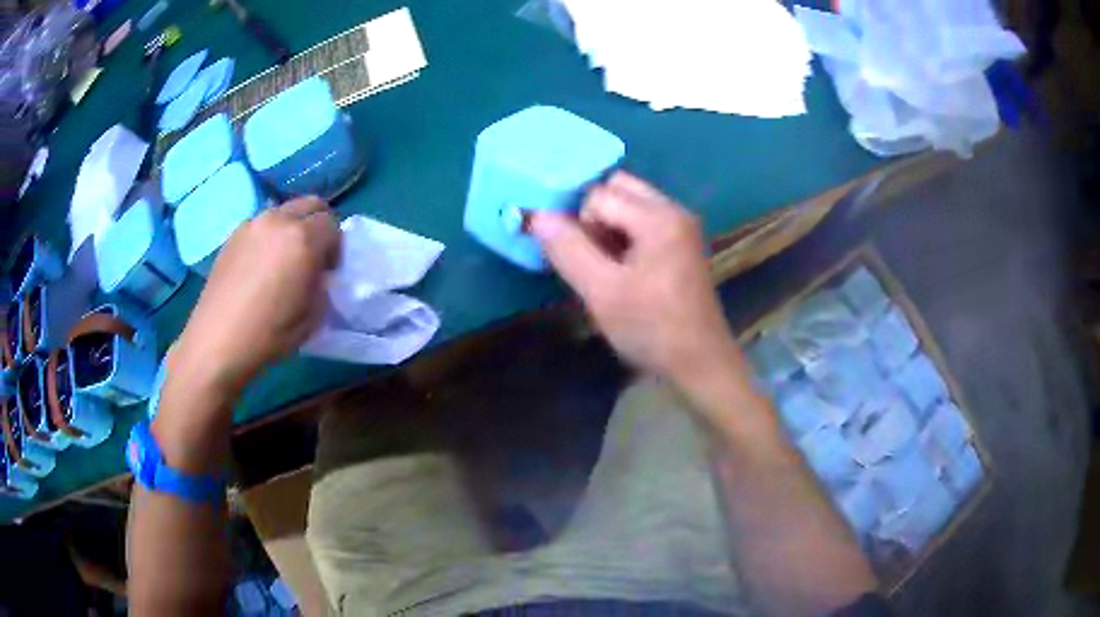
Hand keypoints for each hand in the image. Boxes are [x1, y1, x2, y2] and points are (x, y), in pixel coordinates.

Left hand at [173, 197, 340, 397]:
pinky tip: (260, 265)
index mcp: (303, 239)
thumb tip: (318, 275)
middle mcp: (278, 220)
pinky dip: (269, 235)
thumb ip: (321, 285)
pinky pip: (261, 224)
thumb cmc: (269, 334)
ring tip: (283, 259)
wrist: (218, 341)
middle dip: (318, 225)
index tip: (328, 271)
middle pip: (311, 204)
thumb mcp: (312, 316)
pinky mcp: (233, 235)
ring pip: (284, 211)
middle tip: (313, 255)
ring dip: (292, 227)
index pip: (332, 224)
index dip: (335, 247)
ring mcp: (252, 224)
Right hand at [530, 172, 742, 386]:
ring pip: (630, 203)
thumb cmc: (651, 329)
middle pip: (618, 187)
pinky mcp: (683, 243)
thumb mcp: (602, 291)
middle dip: (595, 215)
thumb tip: (537, 215)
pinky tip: (627, 270)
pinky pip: (644, 220)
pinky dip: (626, 235)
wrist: (700, 363)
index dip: (580, 225)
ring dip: (609, 226)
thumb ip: (568, 249)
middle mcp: (675, 210)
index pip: (599, 195)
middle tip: (596, 258)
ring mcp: (682, 226)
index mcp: (659, 217)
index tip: (587, 264)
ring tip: (610, 267)